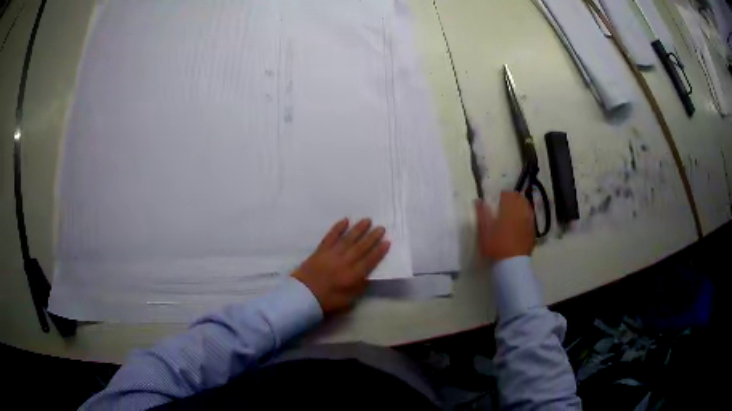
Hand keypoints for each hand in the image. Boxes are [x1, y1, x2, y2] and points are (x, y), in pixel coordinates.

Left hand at [292, 218, 389, 313]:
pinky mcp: (320, 250)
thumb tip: (369, 276)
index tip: (387, 241)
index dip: (379, 251)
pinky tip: (345, 220)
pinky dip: (338, 228)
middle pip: (361, 247)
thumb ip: (359, 288)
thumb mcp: (348, 301)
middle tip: (381, 227)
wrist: (302, 296)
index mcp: (352, 276)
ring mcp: (332, 254)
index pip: (370, 261)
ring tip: (367, 220)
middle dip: (372, 237)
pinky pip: (330, 236)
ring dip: (358, 229)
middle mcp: (344, 262)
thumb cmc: (326, 301)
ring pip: (348, 239)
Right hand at [475, 191, 534, 261]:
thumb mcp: (484, 232)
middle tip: (506, 204)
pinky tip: (521, 222)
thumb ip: (482, 214)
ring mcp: (529, 222)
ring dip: (520, 205)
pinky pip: (530, 217)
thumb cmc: (496, 247)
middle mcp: (521, 213)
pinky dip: (526, 215)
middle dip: (513, 198)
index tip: (498, 199)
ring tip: (514, 211)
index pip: (508, 194)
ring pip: (527, 206)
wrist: (512, 265)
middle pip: (519, 198)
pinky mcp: (532, 231)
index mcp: (509, 210)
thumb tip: (478, 200)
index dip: (503, 195)